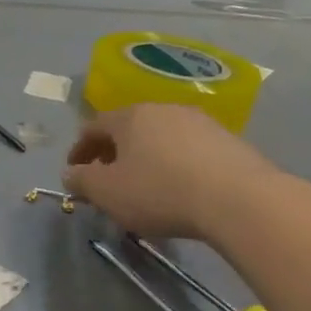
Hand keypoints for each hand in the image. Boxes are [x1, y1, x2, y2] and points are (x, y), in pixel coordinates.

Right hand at [63, 104, 279, 239]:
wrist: (239, 200)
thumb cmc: (159, 192)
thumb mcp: (107, 192)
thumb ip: (81, 181)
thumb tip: (71, 173)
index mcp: (130, 116)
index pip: (93, 127)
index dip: (78, 151)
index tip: (74, 173)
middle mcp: (164, 109)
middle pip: (128, 129)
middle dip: (112, 153)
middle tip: (106, 180)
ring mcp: (201, 122)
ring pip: (160, 138)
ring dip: (145, 158)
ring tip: (143, 187)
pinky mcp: (229, 141)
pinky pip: (188, 150)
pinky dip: (174, 165)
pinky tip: (178, 189)